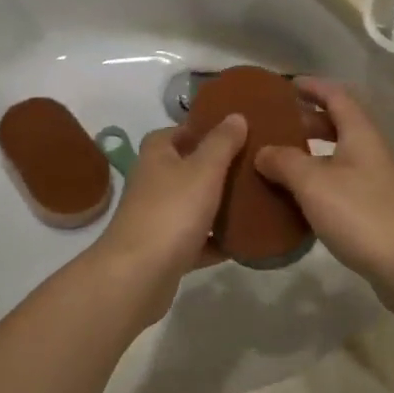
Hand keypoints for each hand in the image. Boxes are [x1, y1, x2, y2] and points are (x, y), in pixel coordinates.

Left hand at [92, 115, 244, 320]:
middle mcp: (153, 182)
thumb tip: (236, 115)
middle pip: (188, 168)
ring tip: (256, 200)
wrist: (137, 276)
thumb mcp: (204, 169)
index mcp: (157, 155)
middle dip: (218, 168)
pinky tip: (244, 241)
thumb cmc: (171, 212)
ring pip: (194, 205)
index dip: (204, 129)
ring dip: (219, 205)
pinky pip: (197, 240)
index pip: (178, 131)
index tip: (236, 132)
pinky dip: (216, 241)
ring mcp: (157, 218)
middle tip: (254, 166)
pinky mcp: (165, 251)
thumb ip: (222, 142)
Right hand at [255, 79, 393, 295]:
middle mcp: (371, 149)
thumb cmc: (360, 214)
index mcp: (360, 133)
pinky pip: (341, 180)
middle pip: (338, 123)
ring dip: (311, 152)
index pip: (336, 96)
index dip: (312, 87)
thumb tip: (263, 151)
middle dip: (307, 120)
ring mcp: (375, 179)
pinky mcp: (374, 207)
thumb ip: (284, 162)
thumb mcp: (313, 183)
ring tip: (278, 159)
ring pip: (338, 154)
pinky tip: (298, 195)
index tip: (286, 85)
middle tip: (275, 125)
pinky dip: (318, 179)